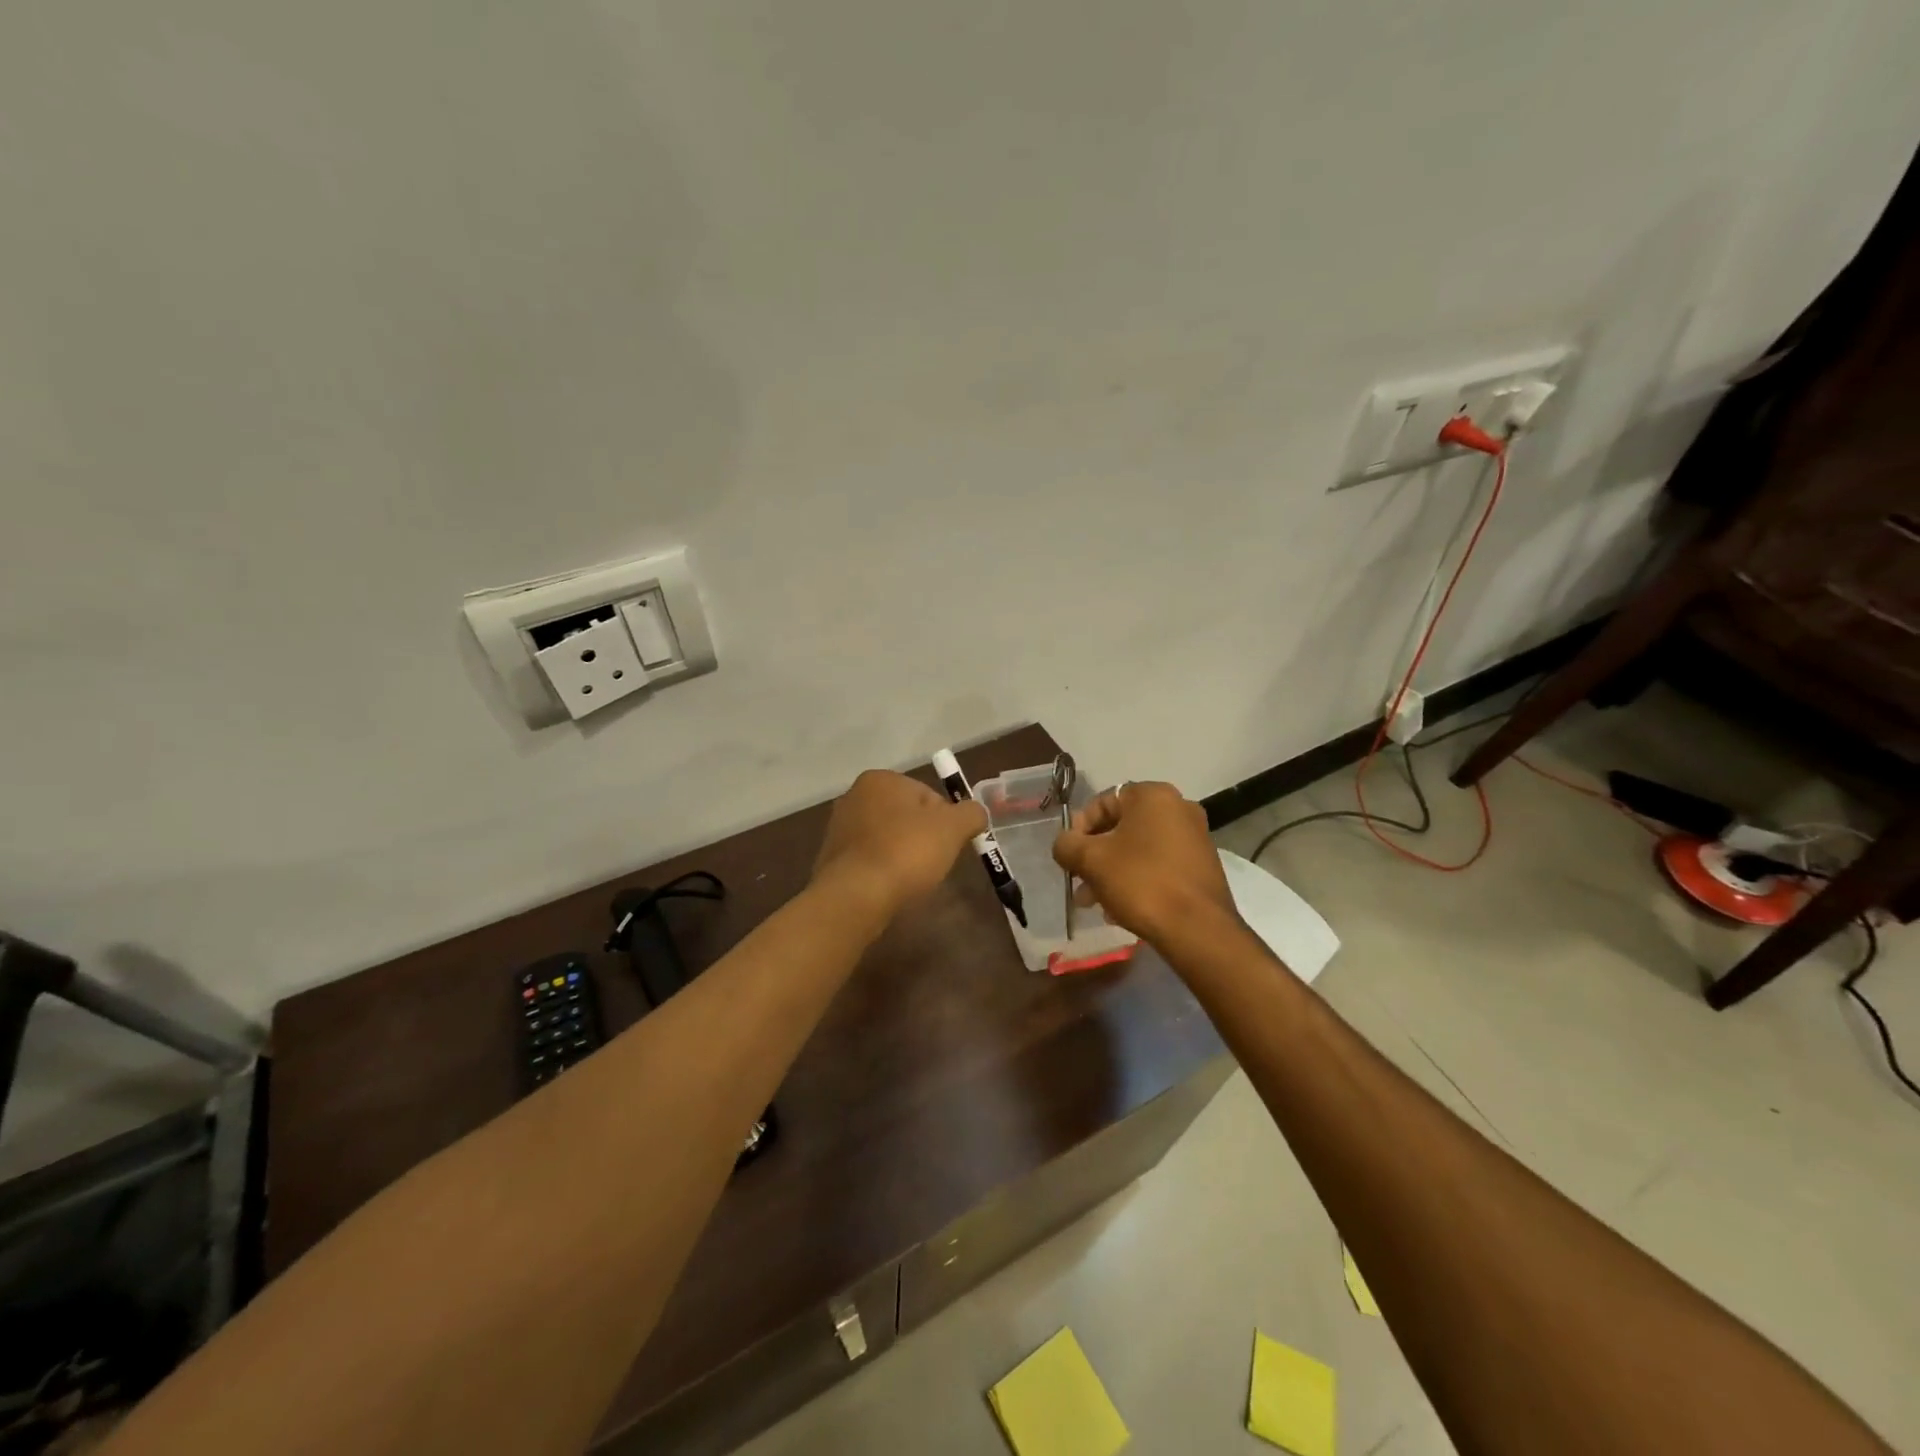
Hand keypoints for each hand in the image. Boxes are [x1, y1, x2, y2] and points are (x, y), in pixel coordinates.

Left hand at [813, 769, 988, 921]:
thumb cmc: (906, 852)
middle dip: (923, 837)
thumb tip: (976, 814)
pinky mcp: (832, 859)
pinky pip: (870, 860)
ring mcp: (838, 829)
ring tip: (913, 879)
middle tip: (934, 863)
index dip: (946, 820)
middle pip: (906, 816)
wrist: (856, 896)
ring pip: (887, 839)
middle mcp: (854, 796)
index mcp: (880, 779)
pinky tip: (890, 888)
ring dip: (903, 854)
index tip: (950, 844)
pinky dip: (883, 871)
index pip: (928, 794)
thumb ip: (971, 814)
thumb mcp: (953, 828)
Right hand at [1052, 781, 1237, 945]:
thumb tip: (1065, 844)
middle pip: (1121, 827)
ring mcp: (1195, 837)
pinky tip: (1121, 909)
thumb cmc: (1141, 882)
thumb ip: (1067, 845)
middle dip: (1095, 856)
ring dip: (1112, 871)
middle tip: (1079, 884)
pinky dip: (1138, 880)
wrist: (1197, 929)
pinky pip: (1159, 865)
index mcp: (1153, 795)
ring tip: (1096, 903)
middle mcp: (1179, 808)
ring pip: (1139, 849)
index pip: (1102, 802)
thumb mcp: (1091, 860)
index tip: (1070, 857)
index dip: (1079, 829)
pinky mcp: (1202, 866)